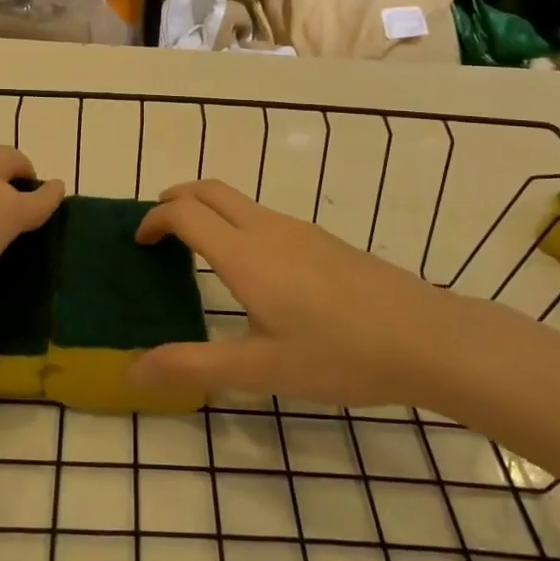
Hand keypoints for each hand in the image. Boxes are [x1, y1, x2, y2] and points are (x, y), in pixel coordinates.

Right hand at [132, 180, 474, 407]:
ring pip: (238, 199)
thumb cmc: (339, 355)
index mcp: (244, 254)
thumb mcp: (261, 369)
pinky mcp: (322, 239)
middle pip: (209, 190)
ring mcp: (299, 230)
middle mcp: (267, 229)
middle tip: (158, 232)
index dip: (154, 219)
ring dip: (207, 209)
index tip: (139, 243)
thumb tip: (133, 370)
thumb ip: (193, 366)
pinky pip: (262, 215)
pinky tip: (251, 267)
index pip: (184, 213)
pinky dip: (235, 221)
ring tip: (196, 249)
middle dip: (175, 200)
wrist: (426, 337)